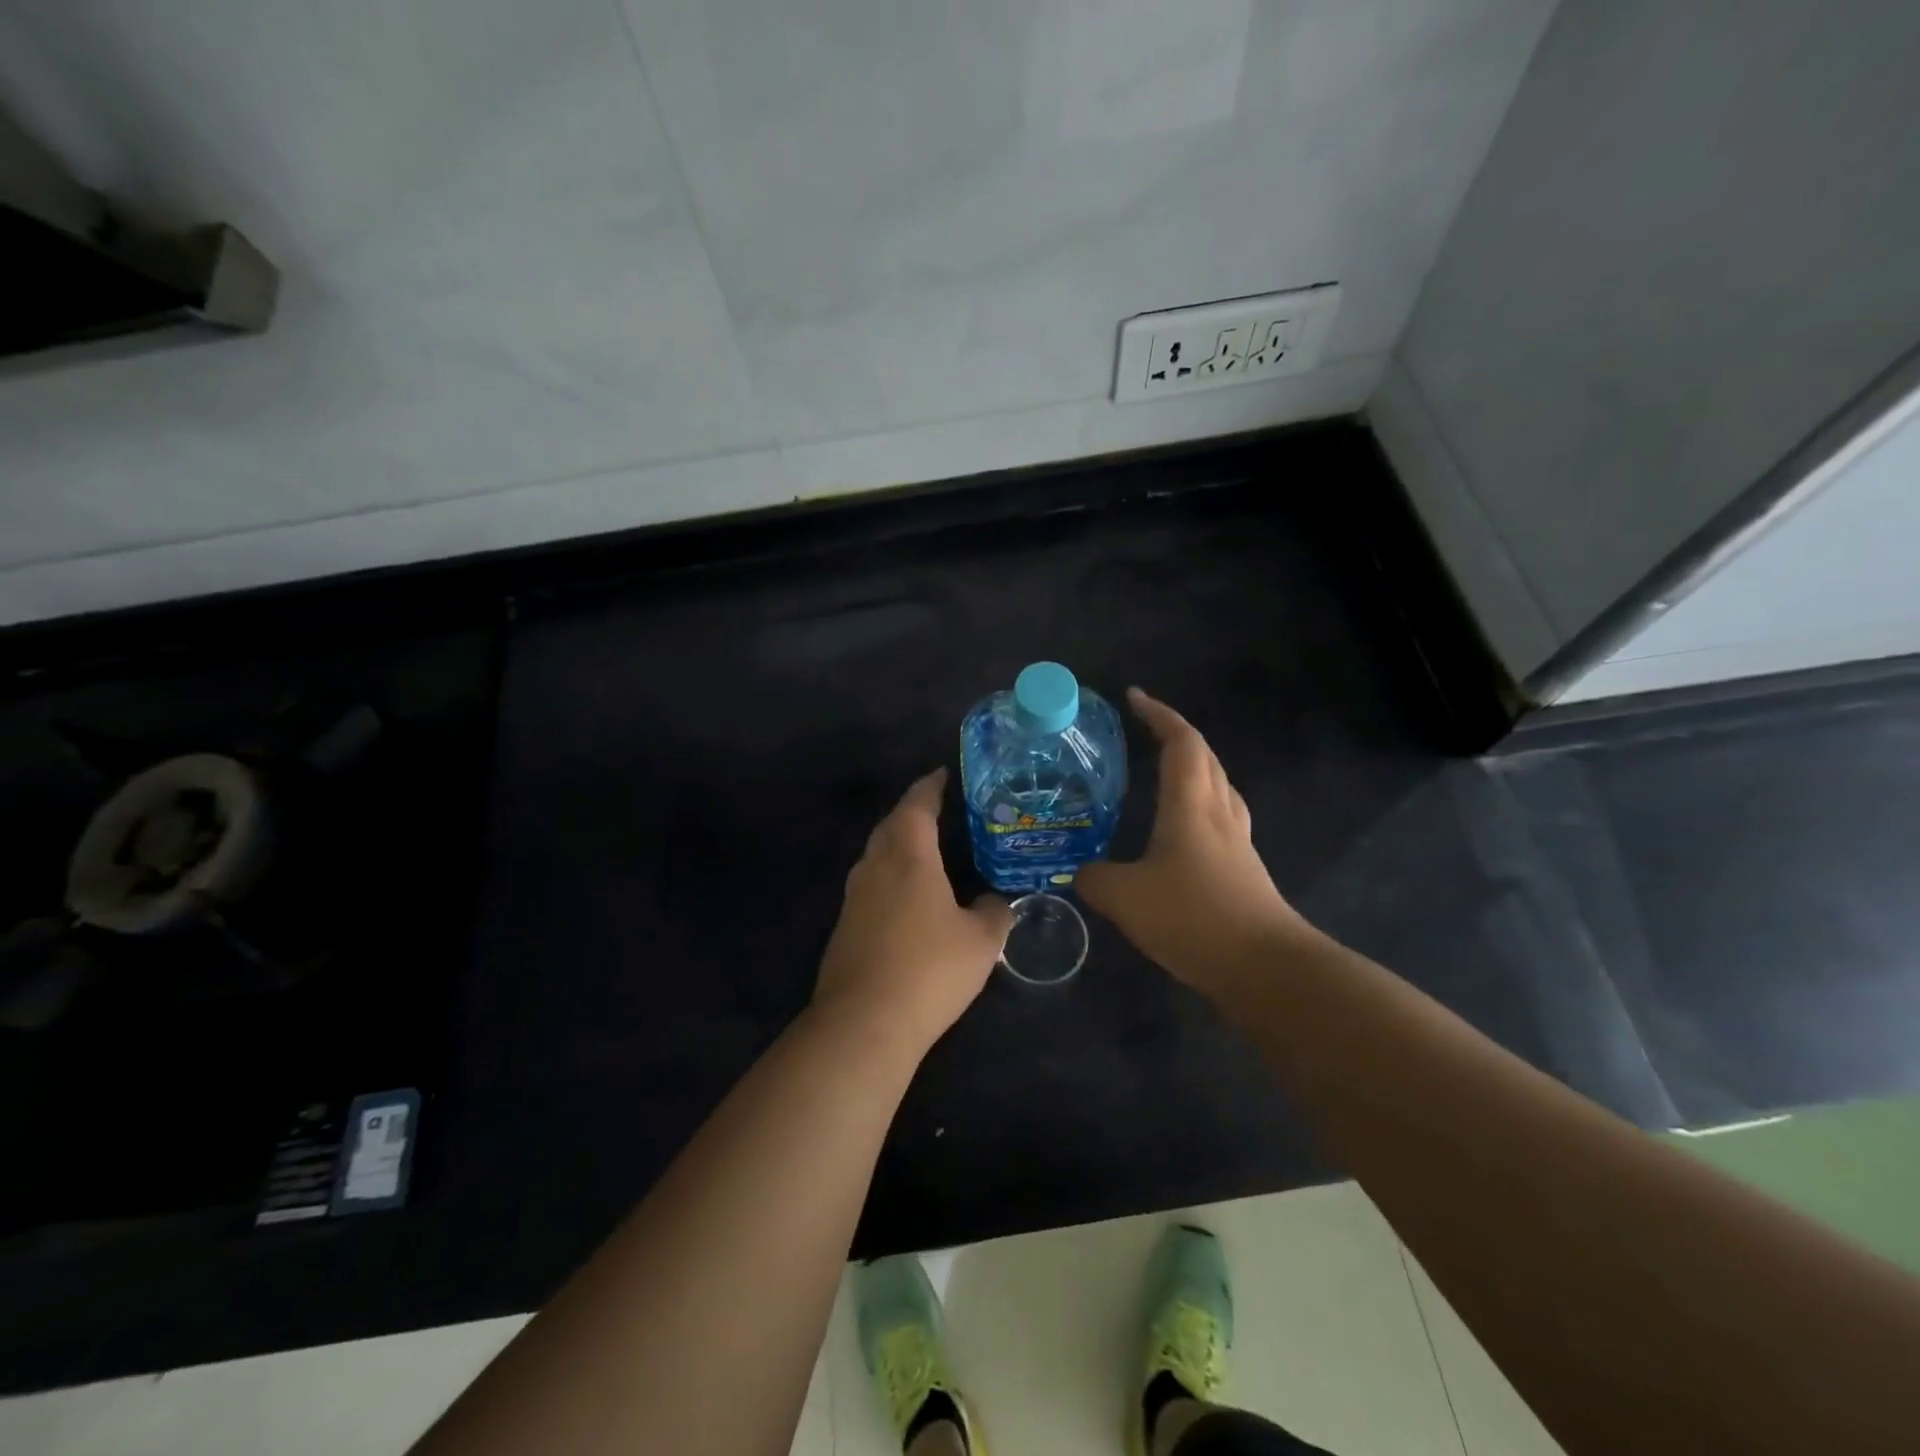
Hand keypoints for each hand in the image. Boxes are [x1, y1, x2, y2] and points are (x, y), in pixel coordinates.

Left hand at [814, 767, 1012, 1054]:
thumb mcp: (981, 941)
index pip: (917, 804)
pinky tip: (910, 898)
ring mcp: (854, 897)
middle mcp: (875, 866)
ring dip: (900, 844)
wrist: (864, 1022)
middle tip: (942, 810)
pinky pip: (872, 884)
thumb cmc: (930, 968)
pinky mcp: (845, 926)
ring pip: (877, 854)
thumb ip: (994, 913)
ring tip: (929, 850)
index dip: (931, 785)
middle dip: (914, 811)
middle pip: (892, 824)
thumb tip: (994, 902)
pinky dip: (891, 877)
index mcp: (909, 856)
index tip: (944, 774)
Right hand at [1077, 688, 1311, 995]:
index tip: (1134, 697)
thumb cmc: (1193, 917)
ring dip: (1194, 767)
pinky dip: (1199, 806)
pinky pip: (1220, 819)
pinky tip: (1181, 833)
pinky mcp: (1244, 870)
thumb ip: (1095, 878)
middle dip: (1177, 735)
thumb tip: (1081, 873)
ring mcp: (1237, 842)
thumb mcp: (1125, 897)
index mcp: (1191, 805)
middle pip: (1205, 757)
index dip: (1159, 714)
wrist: (1265, 967)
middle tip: (1146, 730)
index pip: (1181, 742)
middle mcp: (1218, 813)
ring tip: (1164, 772)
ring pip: (1218, 786)